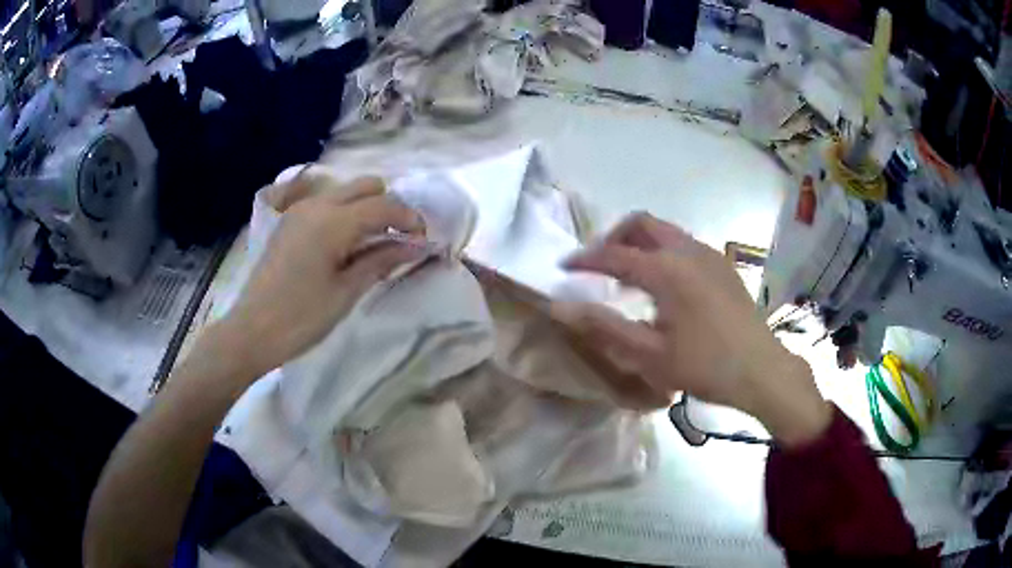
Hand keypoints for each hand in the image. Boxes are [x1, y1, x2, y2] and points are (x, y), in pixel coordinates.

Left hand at [218, 172, 425, 379]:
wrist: (252, 332)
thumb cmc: (301, 318)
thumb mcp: (346, 291)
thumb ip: (381, 260)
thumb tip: (416, 245)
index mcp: (332, 221)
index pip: (384, 206)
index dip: (409, 219)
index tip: (423, 241)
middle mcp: (316, 204)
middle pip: (366, 186)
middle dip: (389, 207)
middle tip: (398, 241)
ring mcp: (299, 210)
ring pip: (346, 192)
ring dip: (367, 209)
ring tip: (373, 246)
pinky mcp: (289, 222)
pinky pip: (327, 204)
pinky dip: (346, 215)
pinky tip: (346, 246)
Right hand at [551, 212, 830, 446]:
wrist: (761, 370)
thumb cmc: (704, 366)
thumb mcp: (649, 355)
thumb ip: (603, 327)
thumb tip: (560, 307)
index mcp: (667, 270)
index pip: (614, 254)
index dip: (584, 259)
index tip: (563, 267)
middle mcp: (687, 250)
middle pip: (641, 223)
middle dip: (614, 237)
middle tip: (598, 264)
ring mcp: (709, 254)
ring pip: (665, 231)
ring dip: (639, 243)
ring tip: (627, 276)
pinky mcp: (723, 265)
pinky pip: (683, 243)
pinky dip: (662, 251)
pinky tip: (663, 285)